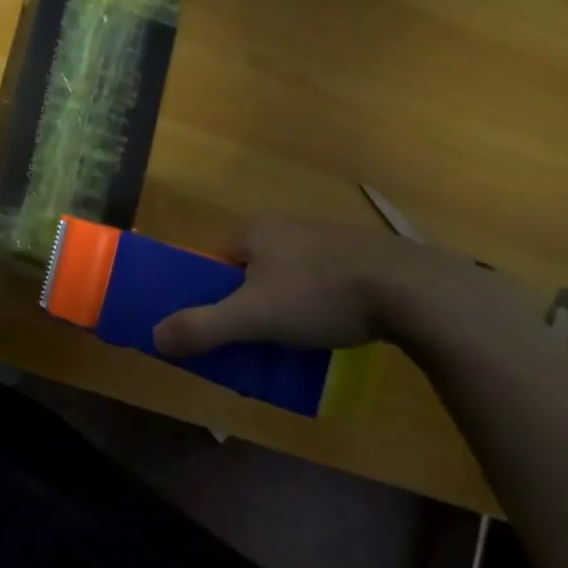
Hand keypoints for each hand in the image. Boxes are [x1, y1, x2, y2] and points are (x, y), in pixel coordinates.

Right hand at [153, 217, 512, 357]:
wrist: (413, 290)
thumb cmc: (319, 295)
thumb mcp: (252, 317)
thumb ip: (201, 327)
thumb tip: (154, 337)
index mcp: (254, 230)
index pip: (214, 260)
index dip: (211, 293)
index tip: (222, 326)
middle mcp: (285, 225)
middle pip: (250, 270)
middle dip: (249, 304)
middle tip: (257, 340)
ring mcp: (325, 237)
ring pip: (287, 277)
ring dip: (284, 306)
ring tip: (296, 341)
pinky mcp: (359, 255)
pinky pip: (321, 281)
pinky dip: (317, 304)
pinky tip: (332, 329)